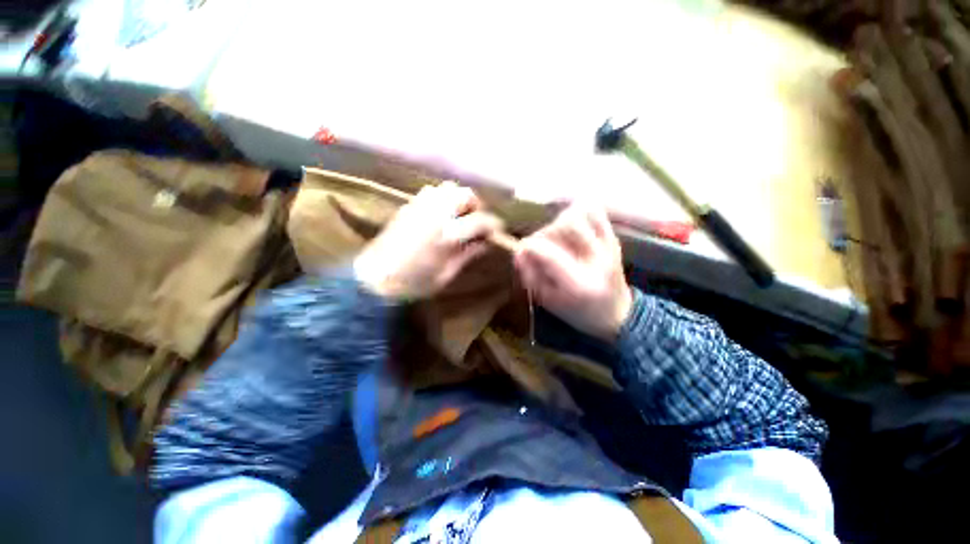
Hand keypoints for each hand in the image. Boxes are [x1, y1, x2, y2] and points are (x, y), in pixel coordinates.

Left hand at [354, 182, 500, 299]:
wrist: (374, 279)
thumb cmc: (414, 284)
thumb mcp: (447, 274)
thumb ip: (468, 254)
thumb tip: (486, 243)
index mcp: (446, 235)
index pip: (479, 221)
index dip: (493, 225)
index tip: (499, 232)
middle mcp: (434, 214)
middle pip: (465, 194)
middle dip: (477, 206)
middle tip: (477, 222)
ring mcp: (419, 206)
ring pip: (448, 188)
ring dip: (459, 199)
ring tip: (460, 216)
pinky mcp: (408, 206)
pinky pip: (431, 191)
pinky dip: (443, 198)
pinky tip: (441, 215)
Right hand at [514, 204, 631, 341]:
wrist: (617, 314)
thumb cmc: (578, 312)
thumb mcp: (549, 301)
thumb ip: (531, 277)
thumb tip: (518, 253)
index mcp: (580, 284)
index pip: (549, 253)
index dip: (528, 248)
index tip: (521, 252)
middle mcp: (598, 260)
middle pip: (566, 225)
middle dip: (546, 233)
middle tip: (542, 246)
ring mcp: (609, 246)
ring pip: (581, 213)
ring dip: (561, 221)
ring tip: (557, 237)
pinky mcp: (613, 238)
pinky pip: (595, 210)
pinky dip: (577, 212)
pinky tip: (570, 228)